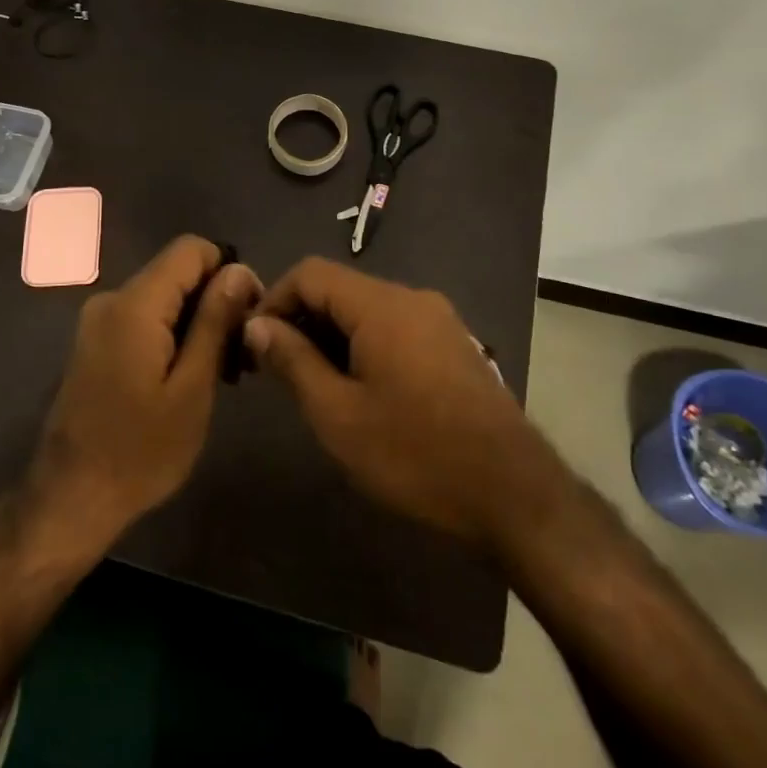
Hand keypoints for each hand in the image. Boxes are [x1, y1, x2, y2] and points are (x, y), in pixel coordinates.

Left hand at [29, 236, 260, 550]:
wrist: (70, 498)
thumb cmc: (141, 451)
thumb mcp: (192, 388)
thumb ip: (215, 322)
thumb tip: (239, 270)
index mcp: (135, 305)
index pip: (191, 249)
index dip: (228, 271)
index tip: (249, 316)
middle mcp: (112, 300)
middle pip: (177, 272)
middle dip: (215, 302)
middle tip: (240, 357)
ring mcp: (99, 321)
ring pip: (163, 297)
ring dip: (197, 322)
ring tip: (222, 374)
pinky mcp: (96, 342)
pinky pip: (144, 318)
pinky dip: (173, 335)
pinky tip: (189, 377)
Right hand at [246, 259, 560, 550]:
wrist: (513, 494)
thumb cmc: (415, 454)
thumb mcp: (338, 414)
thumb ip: (293, 361)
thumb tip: (257, 325)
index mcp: (382, 305)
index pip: (311, 273)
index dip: (274, 299)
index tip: (253, 342)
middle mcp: (413, 299)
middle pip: (340, 289)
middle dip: (301, 320)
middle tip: (275, 369)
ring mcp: (439, 321)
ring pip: (368, 310)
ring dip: (332, 336)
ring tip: (311, 384)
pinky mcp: (454, 345)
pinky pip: (395, 328)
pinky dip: (364, 345)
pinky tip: (358, 390)